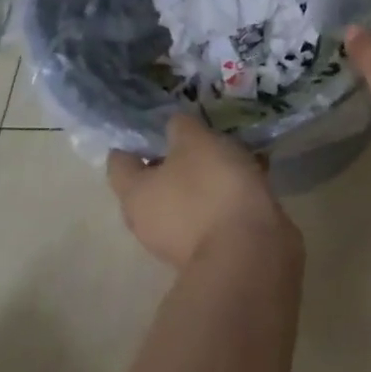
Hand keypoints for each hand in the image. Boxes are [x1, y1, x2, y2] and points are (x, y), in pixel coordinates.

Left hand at [107, 115, 294, 268]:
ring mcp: (180, 239)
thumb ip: (180, 127)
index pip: (119, 163)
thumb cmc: (210, 189)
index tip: (152, 118)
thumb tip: (174, 127)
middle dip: (174, 154)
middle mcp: (150, 221)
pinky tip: (251, 170)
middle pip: (154, 180)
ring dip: (204, 173)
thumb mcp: (195, 141)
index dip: (132, 138)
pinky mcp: (212, 247)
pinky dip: (226, 190)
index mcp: (135, 195)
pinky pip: (213, 208)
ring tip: (230, 146)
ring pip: (187, 194)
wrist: (249, 253)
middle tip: (196, 129)